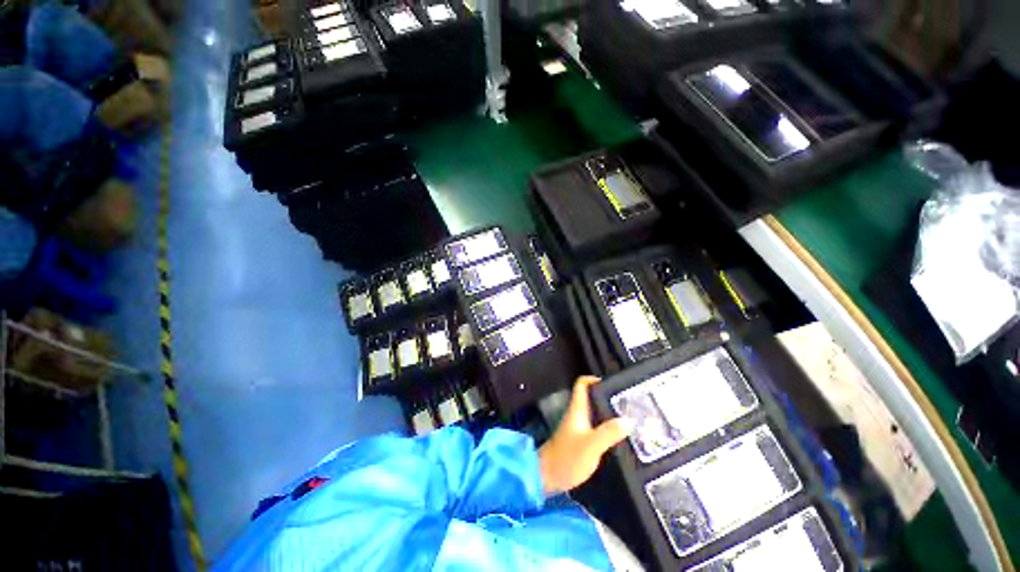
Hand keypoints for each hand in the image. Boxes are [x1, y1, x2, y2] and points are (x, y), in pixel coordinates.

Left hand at [539, 376, 634, 495]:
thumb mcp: (591, 445)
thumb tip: (629, 420)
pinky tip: (618, 436)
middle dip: (607, 397)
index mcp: (577, 410)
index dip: (594, 379)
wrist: (548, 477)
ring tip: (628, 417)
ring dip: (608, 412)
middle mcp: (576, 415)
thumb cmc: (567, 458)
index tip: (612, 383)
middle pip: (590, 398)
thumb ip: (609, 432)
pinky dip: (606, 427)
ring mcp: (577, 427)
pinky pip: (595, 427)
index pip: (582, 385)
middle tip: (627, 402)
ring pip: (593, 412)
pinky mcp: (579, 440)